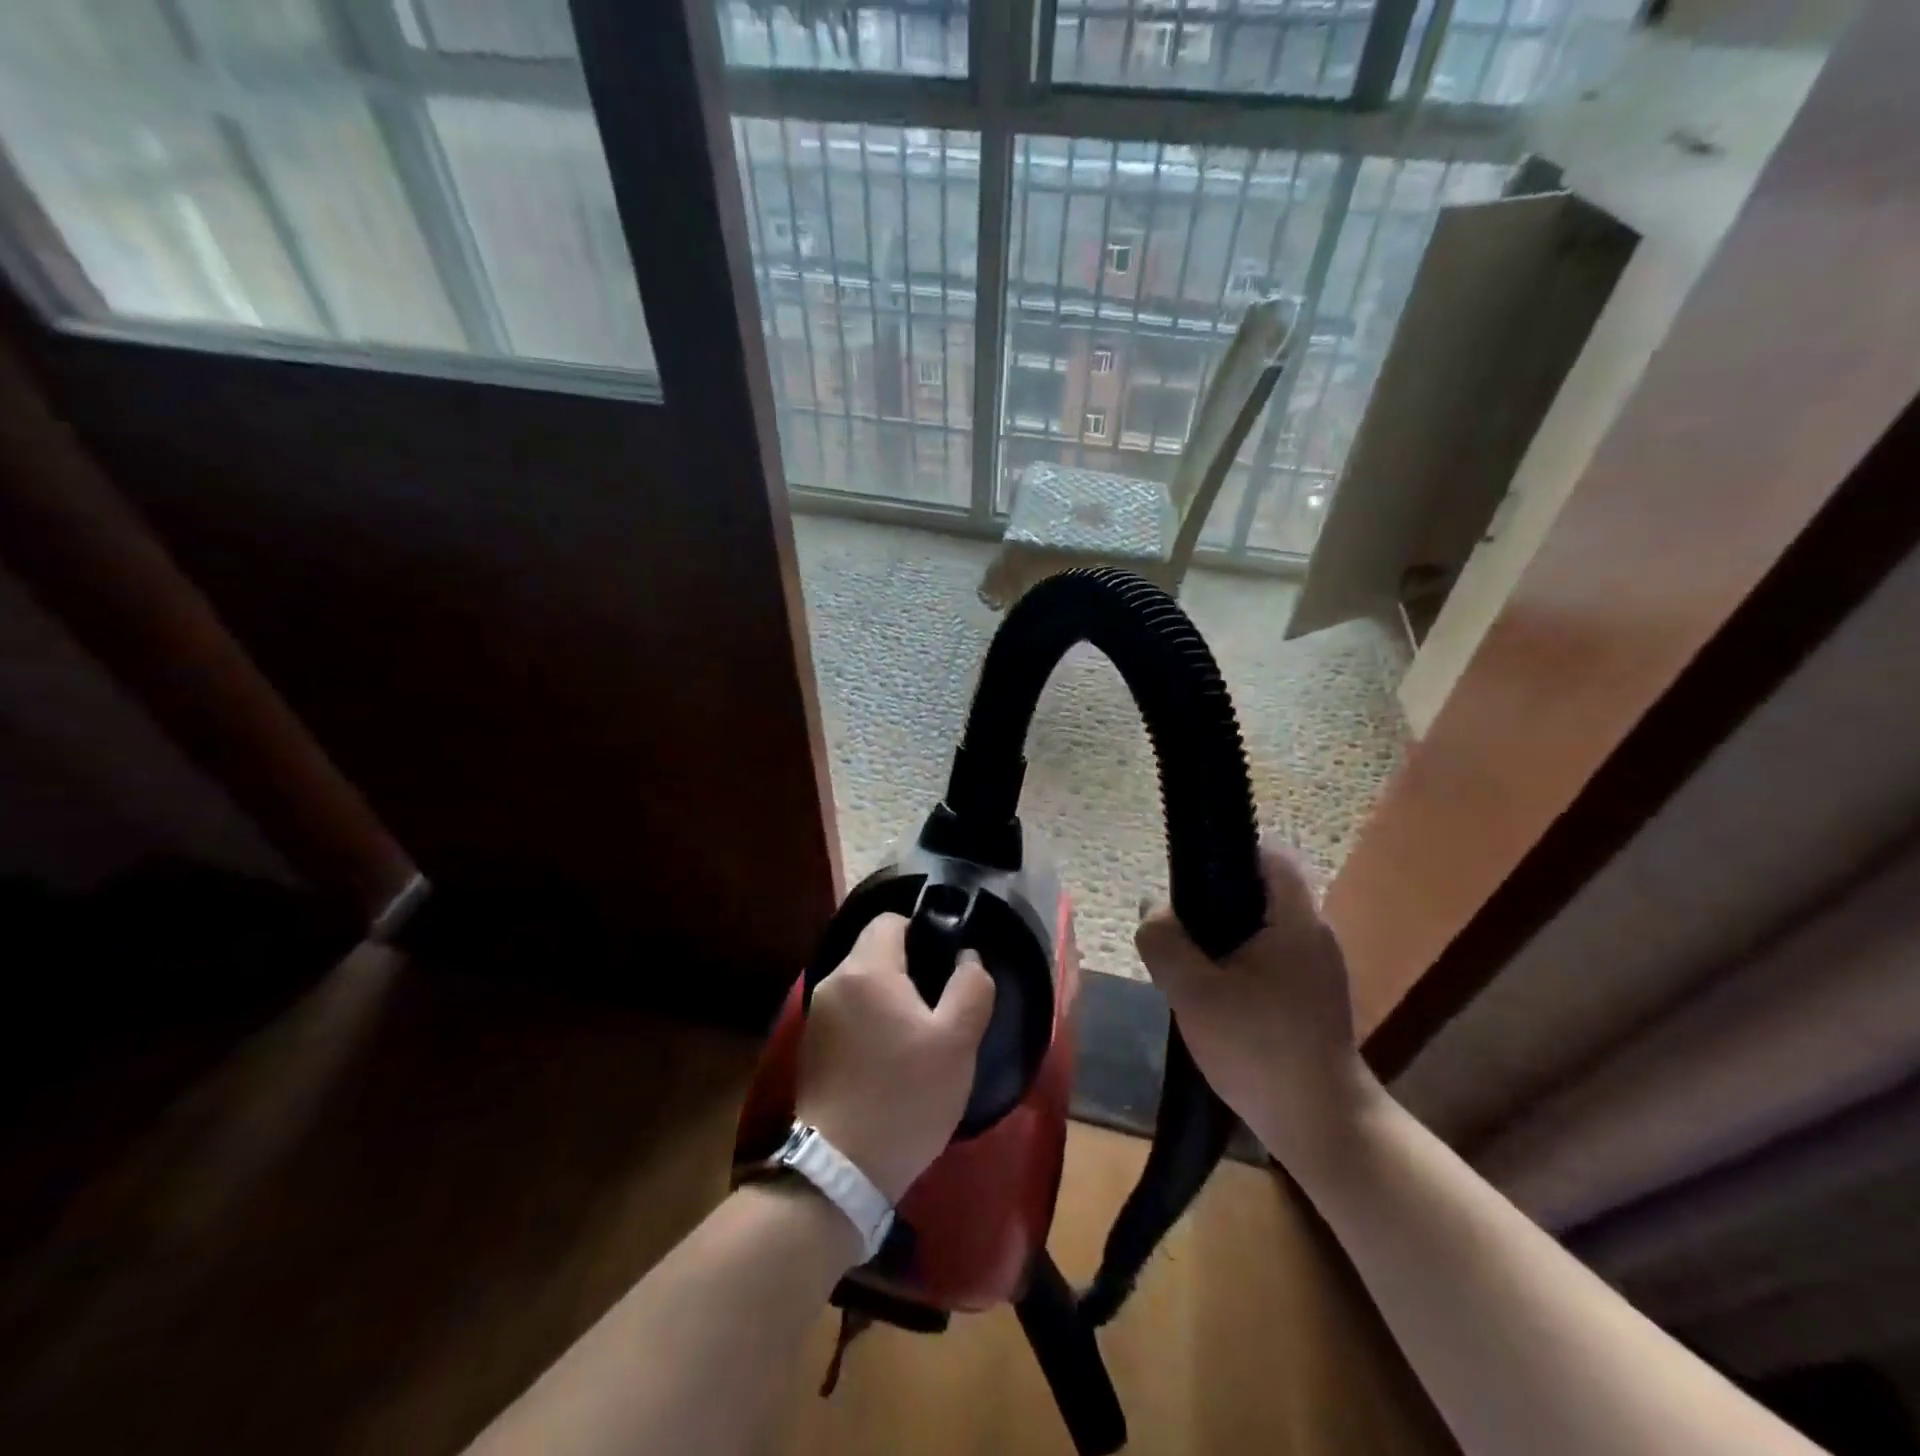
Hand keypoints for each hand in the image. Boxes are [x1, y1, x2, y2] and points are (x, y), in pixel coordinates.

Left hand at [796, 914, 996, 1203]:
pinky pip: (847, 1009)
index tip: (945, 963)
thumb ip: (971, 986)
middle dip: (907, 965)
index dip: (923, 930)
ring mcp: (816, 1014)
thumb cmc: (906, 1097)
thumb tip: (967, 956)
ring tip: (917, 1031)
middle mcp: (833, 981)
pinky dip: (869, 1017)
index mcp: (866, 969)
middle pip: (873, 948)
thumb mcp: (957, 1042)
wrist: (841, 1171)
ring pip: (860, 981)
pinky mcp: (811, 1045)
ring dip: (888, 994)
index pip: (890, 919)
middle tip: (938, 1002)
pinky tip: (889, 1054)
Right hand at [1135, 844, 1378, 1170]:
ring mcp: (1318, 969)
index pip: (1270, 854)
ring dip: (1224, 938)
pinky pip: (1269, 959)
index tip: (1189, 878)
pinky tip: (1214, 997)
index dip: (1228, 853)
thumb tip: (1151, 909)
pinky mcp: (1313, 998)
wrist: (1321, 1126)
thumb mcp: (1193, 993)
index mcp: (1296, 920)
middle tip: (1179, 930)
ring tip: (1188, 965)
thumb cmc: (1259, 1049)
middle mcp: (1314, 935)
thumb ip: (1164, 943)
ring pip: (1261, 929)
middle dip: (1214, 903)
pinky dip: (1239, 965)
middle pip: (1260, 892)